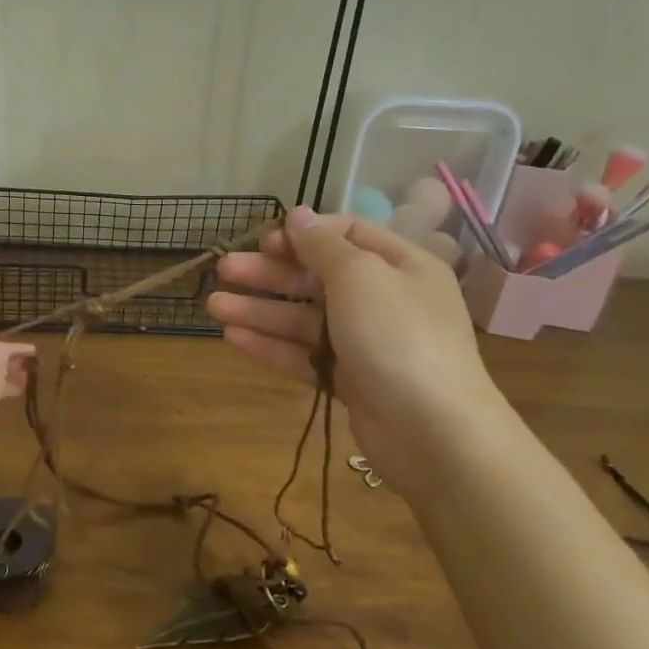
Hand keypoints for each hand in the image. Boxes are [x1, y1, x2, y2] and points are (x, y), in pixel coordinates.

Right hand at [207, 206, 504, 467]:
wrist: (434, 433)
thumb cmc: (398, 336)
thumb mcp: (360, 276)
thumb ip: (323, 245)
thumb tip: (298, 215)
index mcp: (401, 265)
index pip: (346, 235)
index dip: (303, 235)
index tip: (265, 240)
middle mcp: (384, 300)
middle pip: (317, 277)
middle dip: (269, 272)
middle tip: (224, 270)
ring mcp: (366, 344)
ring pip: (304, 318)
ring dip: (260, 309)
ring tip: (214, 305)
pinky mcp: (350, 381)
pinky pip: (305, 355)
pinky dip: (271, 345)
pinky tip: (233, 337)